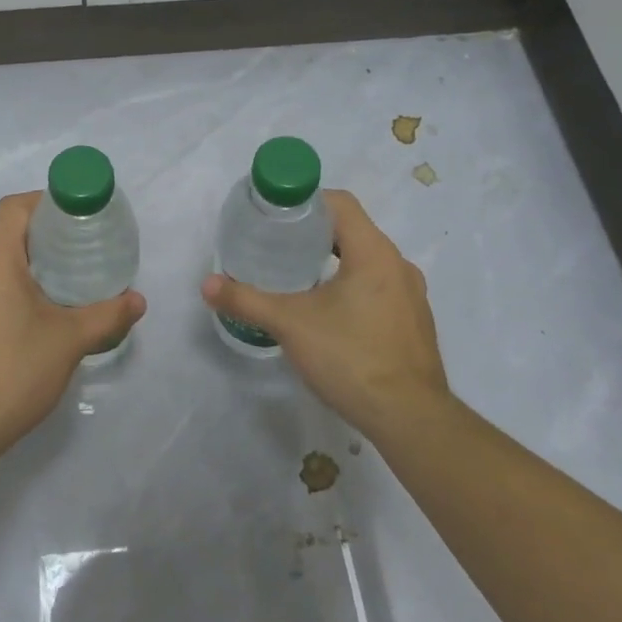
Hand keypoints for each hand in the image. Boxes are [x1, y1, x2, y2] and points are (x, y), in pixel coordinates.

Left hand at [0, 192, 146, 461]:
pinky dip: (2, 293)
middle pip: (4, 237)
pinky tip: (25, 323)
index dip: (45, 202)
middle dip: (41, 241)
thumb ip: (107, 315)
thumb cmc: (14, 372)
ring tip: (56, 291)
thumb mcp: (69, 341)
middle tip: (77, 256)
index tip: (74, 217)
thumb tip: (138, 300)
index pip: (14, 208)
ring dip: (21, 269)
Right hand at [201, 189, 448, 439]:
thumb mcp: (290, 325)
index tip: (276, 216)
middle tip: (277, 246)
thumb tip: (207, 284)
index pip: (340, 203)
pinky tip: (329, 314)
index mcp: (374, 253)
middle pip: (352, 230)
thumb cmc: (351, 358)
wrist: (411, 420)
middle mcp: (398, 265)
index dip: (306, 201)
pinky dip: (352, 287)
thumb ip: (246, 300)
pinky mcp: (414, 323)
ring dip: (333, 261)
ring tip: (297, 279)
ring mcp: (412, 296)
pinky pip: (379, 288)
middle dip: (313, 233)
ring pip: (366, 261)